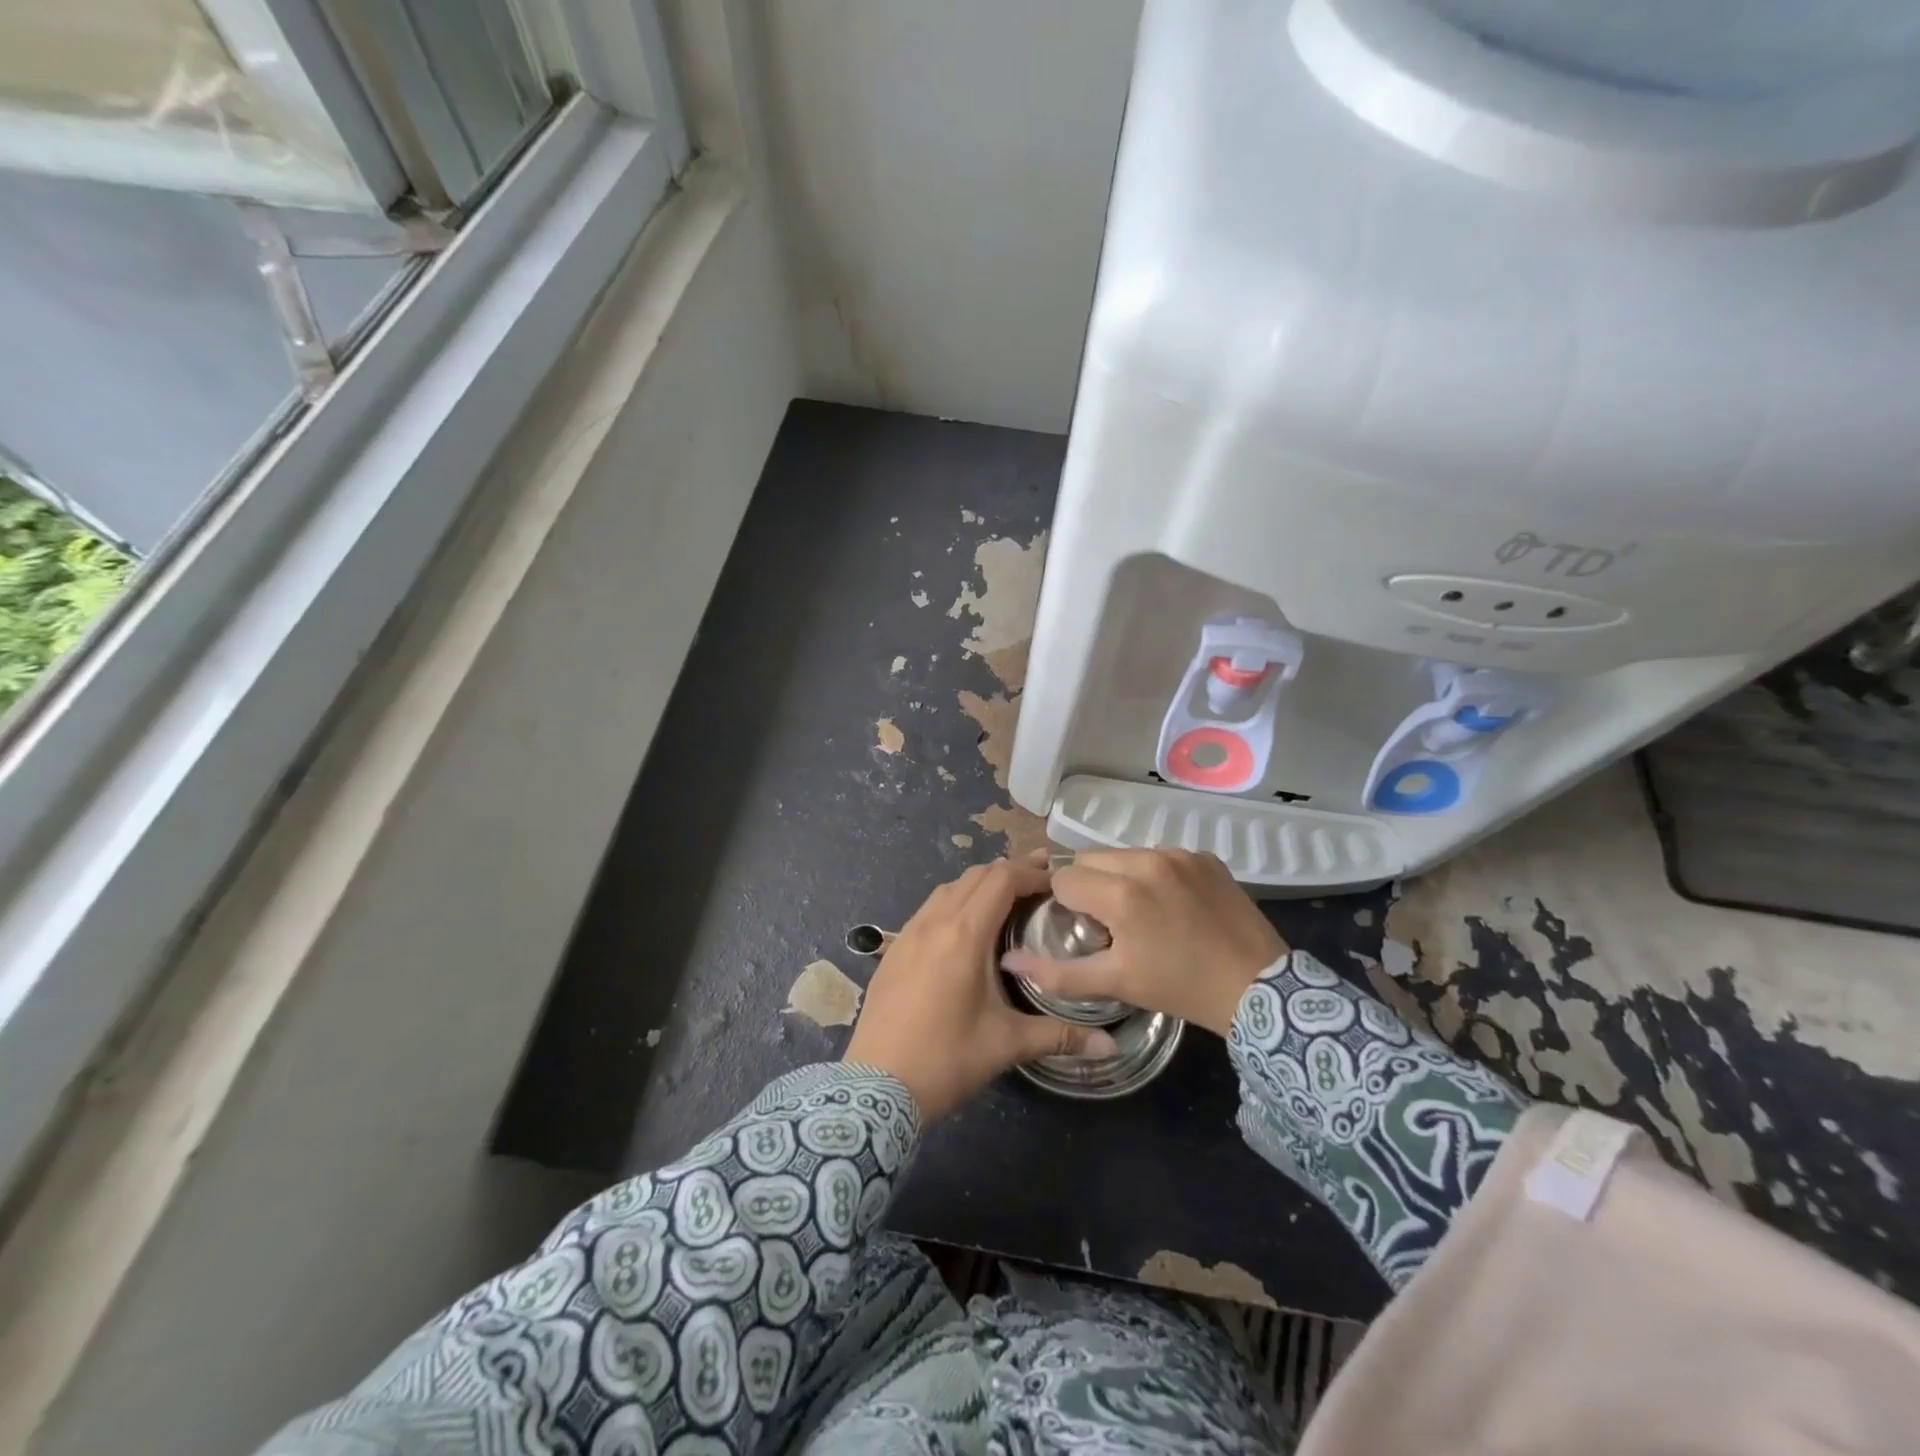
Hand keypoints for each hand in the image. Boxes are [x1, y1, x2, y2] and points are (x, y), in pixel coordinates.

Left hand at [845, 854, 1117, 1119]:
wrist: (875, 1088)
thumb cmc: (946, 1060)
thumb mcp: (1007, 1045)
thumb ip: (1061, 1037)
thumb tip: (1111, 1047)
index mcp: (964, 935)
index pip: (1001, 879)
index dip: (1031, 872)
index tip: (1058, 880)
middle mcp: (934, 922)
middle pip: (975, 876)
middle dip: (1010, 872)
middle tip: (1042, 883)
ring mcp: (908, 934)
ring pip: (948, 889)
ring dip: (980, 885)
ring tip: (1008, 900)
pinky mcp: (894, 950)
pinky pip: (929, 908)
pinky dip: (955, 902)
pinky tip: (967, 929)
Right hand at [1000, 849, 1286, 1036]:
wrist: (1259, 989)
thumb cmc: (1180, 987)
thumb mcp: (1116, 983)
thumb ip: (1058, 972)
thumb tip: (1009, 959)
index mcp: (1121, 892)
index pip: (1065, 878)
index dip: (1065, 904)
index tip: (1081, 927)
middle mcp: (1147, 860)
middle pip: (1091, 859)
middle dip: (1090, 886)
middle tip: (1108, 923)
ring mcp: (1179, 854)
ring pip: (1125, 854)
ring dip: (1120, 877)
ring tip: (1140, 913)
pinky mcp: (1204, 856)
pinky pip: (1160, 856)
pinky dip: (1154, 874)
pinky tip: (1171, 905)